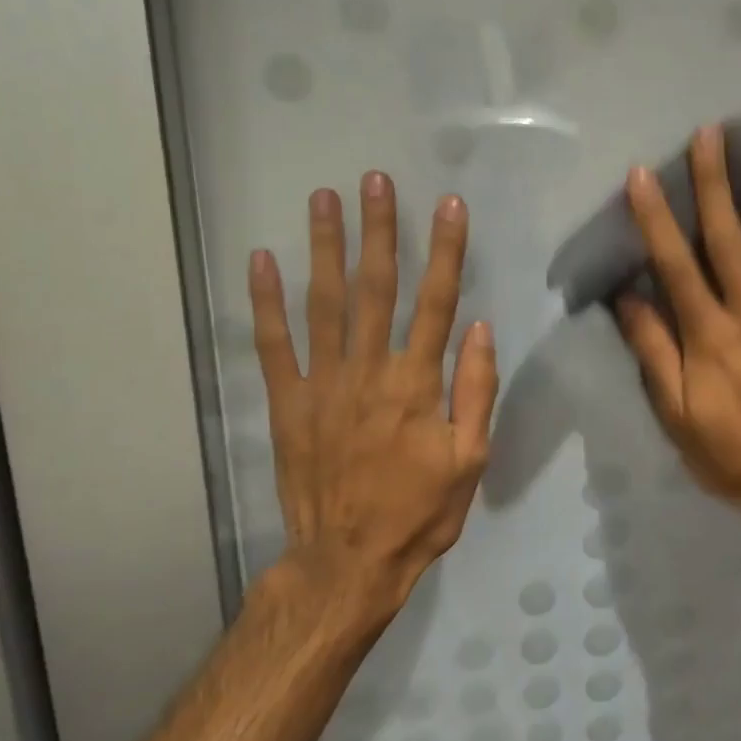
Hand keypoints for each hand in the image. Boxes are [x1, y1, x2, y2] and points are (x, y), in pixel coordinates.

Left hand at [249, 172, 497, 620]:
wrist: (349, 561)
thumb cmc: (420, 513)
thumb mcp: (470, 460)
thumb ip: (475, 390)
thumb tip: (478, 327)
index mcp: (417, 384)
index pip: (435, 302)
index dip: (445, 251)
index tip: (449, 206)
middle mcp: (368, 371)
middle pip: (375, 288)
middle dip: (378, 230)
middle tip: (374, 180)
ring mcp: (322, 384)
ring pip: (323, 303)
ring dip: (324, 248)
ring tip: (323, 199)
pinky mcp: (287, 403)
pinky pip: (273, 345)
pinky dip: (266, 302)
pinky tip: (262, 261)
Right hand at [615, 125, 740, 534]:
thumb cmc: (727, 453)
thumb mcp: (675, 412)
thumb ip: (653, 351)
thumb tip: (627, 297)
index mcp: (708, 336)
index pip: (676, 266)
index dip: (657, 220)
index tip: (643, 175)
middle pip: (727, 242)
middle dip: (715, 187)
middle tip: (709, 136)